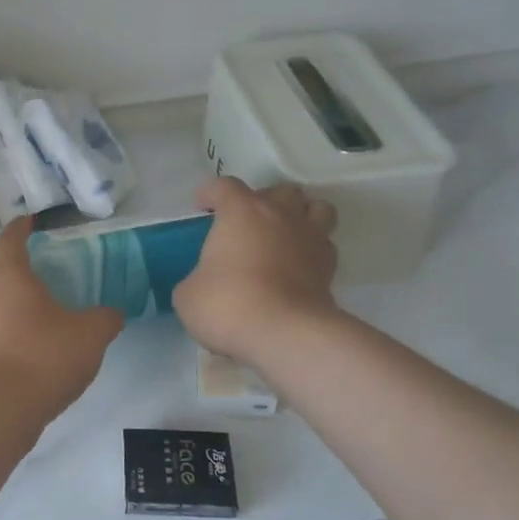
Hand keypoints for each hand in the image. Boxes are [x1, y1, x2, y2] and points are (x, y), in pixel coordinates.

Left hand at [0, 218, 123, 422]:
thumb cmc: (43, 358)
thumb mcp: (90, 336)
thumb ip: (104, 319)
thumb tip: (112, 313)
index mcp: (8, 279)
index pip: (8, 241)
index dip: (19, 229)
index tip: (28, 223)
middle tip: (15, 278)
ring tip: (27, 321)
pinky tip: (22, 352)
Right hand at [174, 178, 341, 365]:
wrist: (284, 333)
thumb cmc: (228, 303)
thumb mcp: (189, 294)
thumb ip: (197, 277)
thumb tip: (204, 283)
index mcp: (241, 211)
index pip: (224, 186)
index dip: (211, 193)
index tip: (202, 207)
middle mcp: (280, 214)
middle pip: (278, 190)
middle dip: (262, 202)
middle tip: (246, 225)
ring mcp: (310, 238)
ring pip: (316, 208)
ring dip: (300, 216)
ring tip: (283, 236)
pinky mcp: (330, 267)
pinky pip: (324, 244)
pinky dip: (311, 250)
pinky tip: (297, 266)